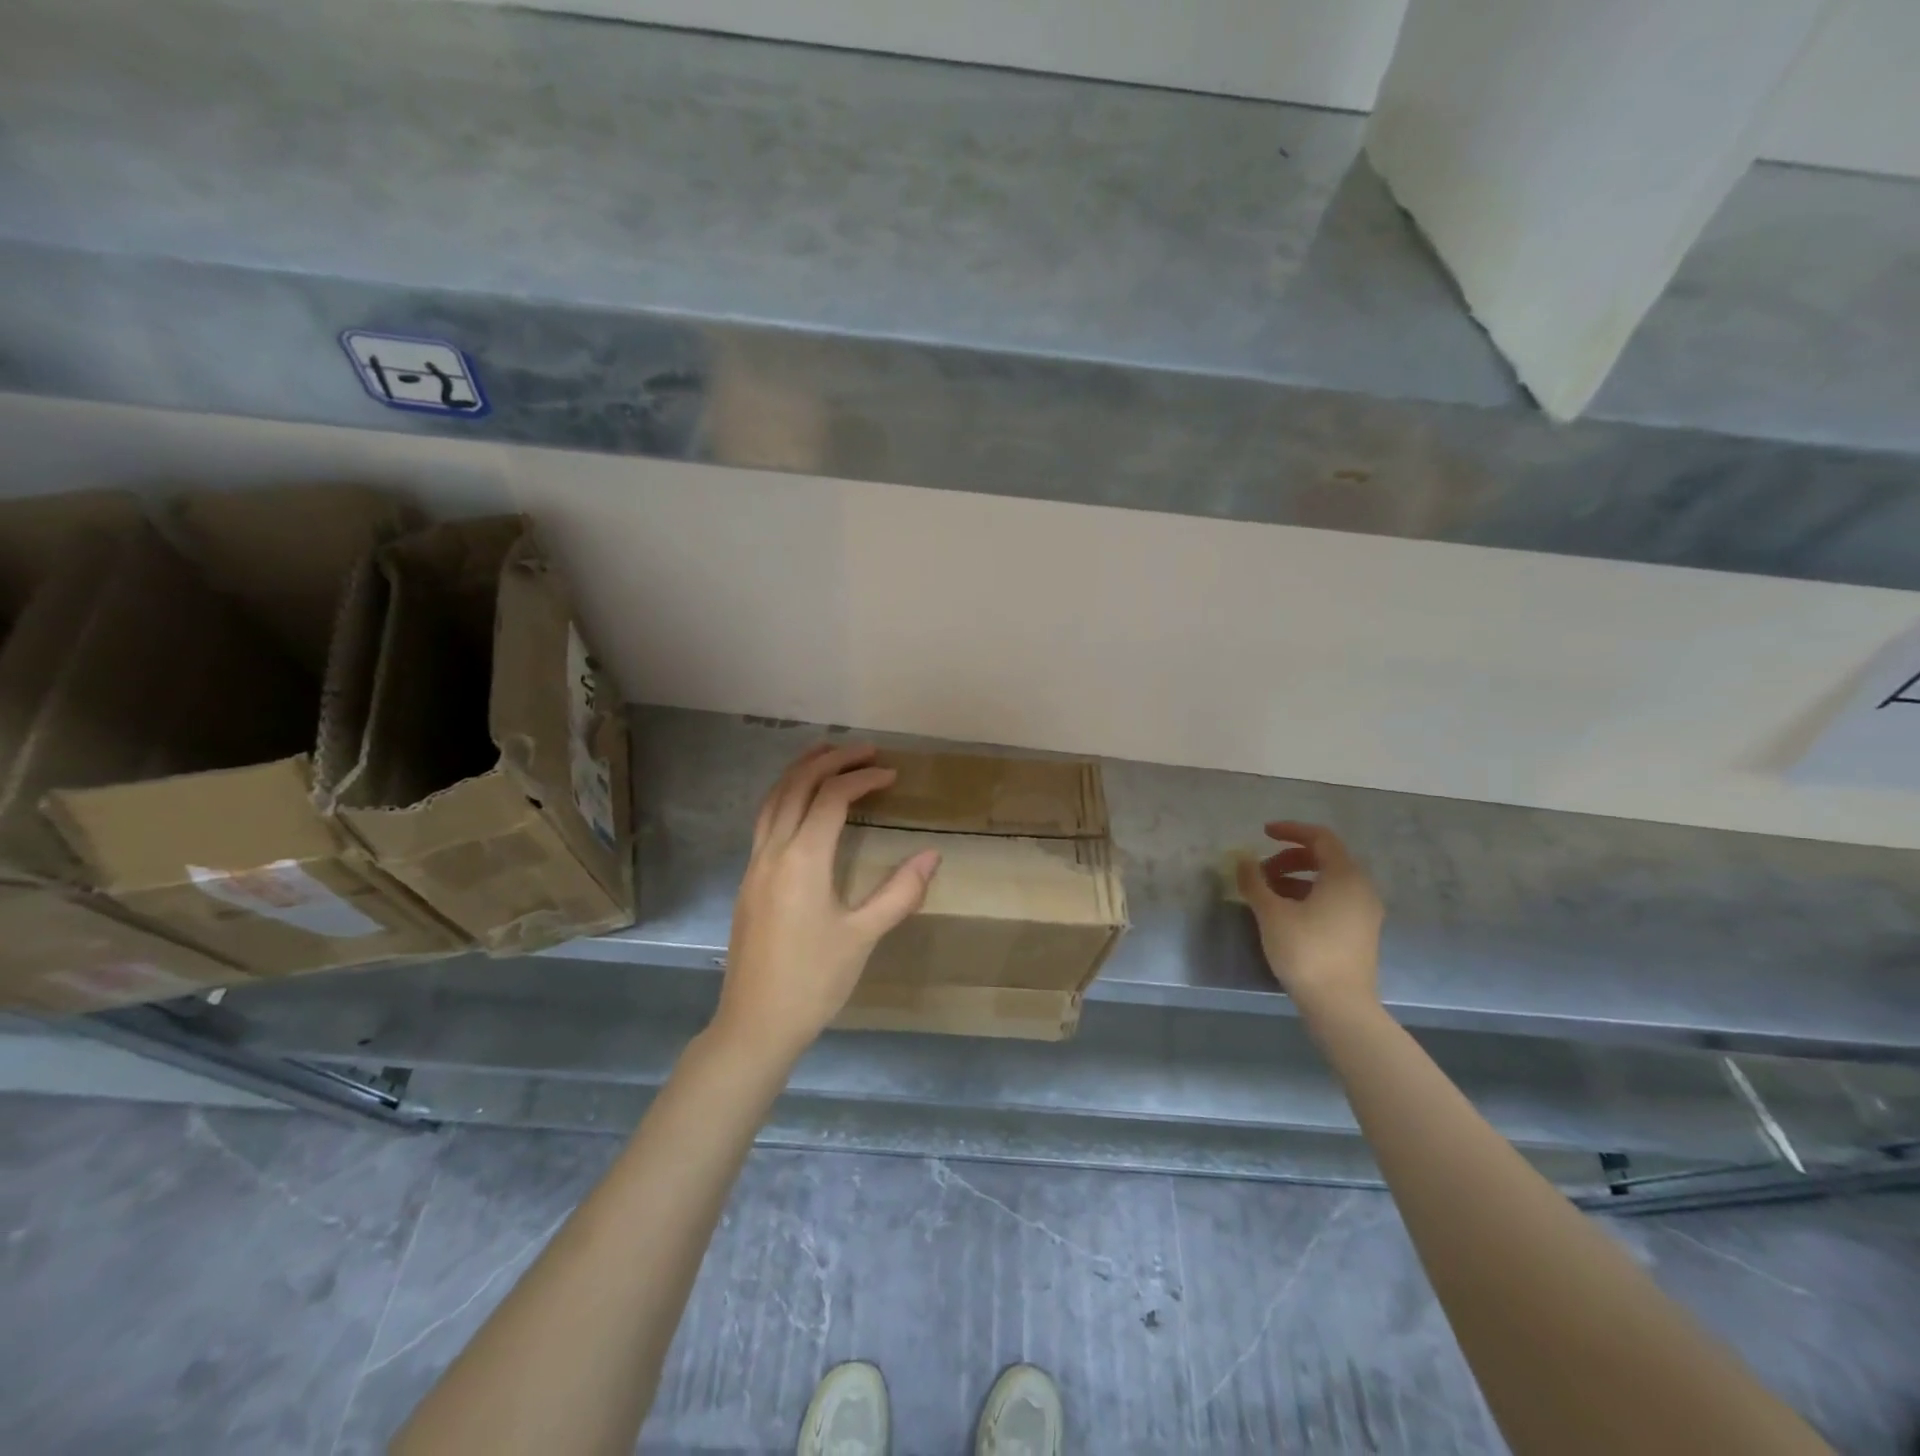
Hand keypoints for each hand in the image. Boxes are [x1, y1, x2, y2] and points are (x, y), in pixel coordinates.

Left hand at [712, 743, 940, 1061]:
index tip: (891, 774)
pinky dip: (786, 794)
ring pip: (774, 799)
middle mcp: (773, 851)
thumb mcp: (863, 937)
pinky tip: (803, 803)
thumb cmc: (814, 981)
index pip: (831, 798)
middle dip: (830, 760)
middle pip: (796, 786)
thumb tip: (932, 855)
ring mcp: (755, 864)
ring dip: (801, 771)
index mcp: (802, 860)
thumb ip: (900, 892)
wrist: (755, 1023)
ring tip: (830, 756)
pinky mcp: (749, 879)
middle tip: (865, 751)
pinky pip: (765, 819)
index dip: (862, 779)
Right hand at [1236, 821, 1384, 1016]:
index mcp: (1345, 876)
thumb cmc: (1305, 951)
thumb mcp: (1271, 913)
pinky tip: (1284, 913)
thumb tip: (1242, 860)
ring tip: (1266, 893)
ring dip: (1296, 878)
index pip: (1320, 838)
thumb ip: (1255, 881)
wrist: (1340, 1005)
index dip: (1290, 831)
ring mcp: (1364, 912)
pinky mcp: (1360, 932)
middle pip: (1325, 858)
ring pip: (1328, 881)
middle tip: (1260, 871)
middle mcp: (1361, 888)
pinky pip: (1333, 899)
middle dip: (1289, 858)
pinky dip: (1308, 895)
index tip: (1263, 833)